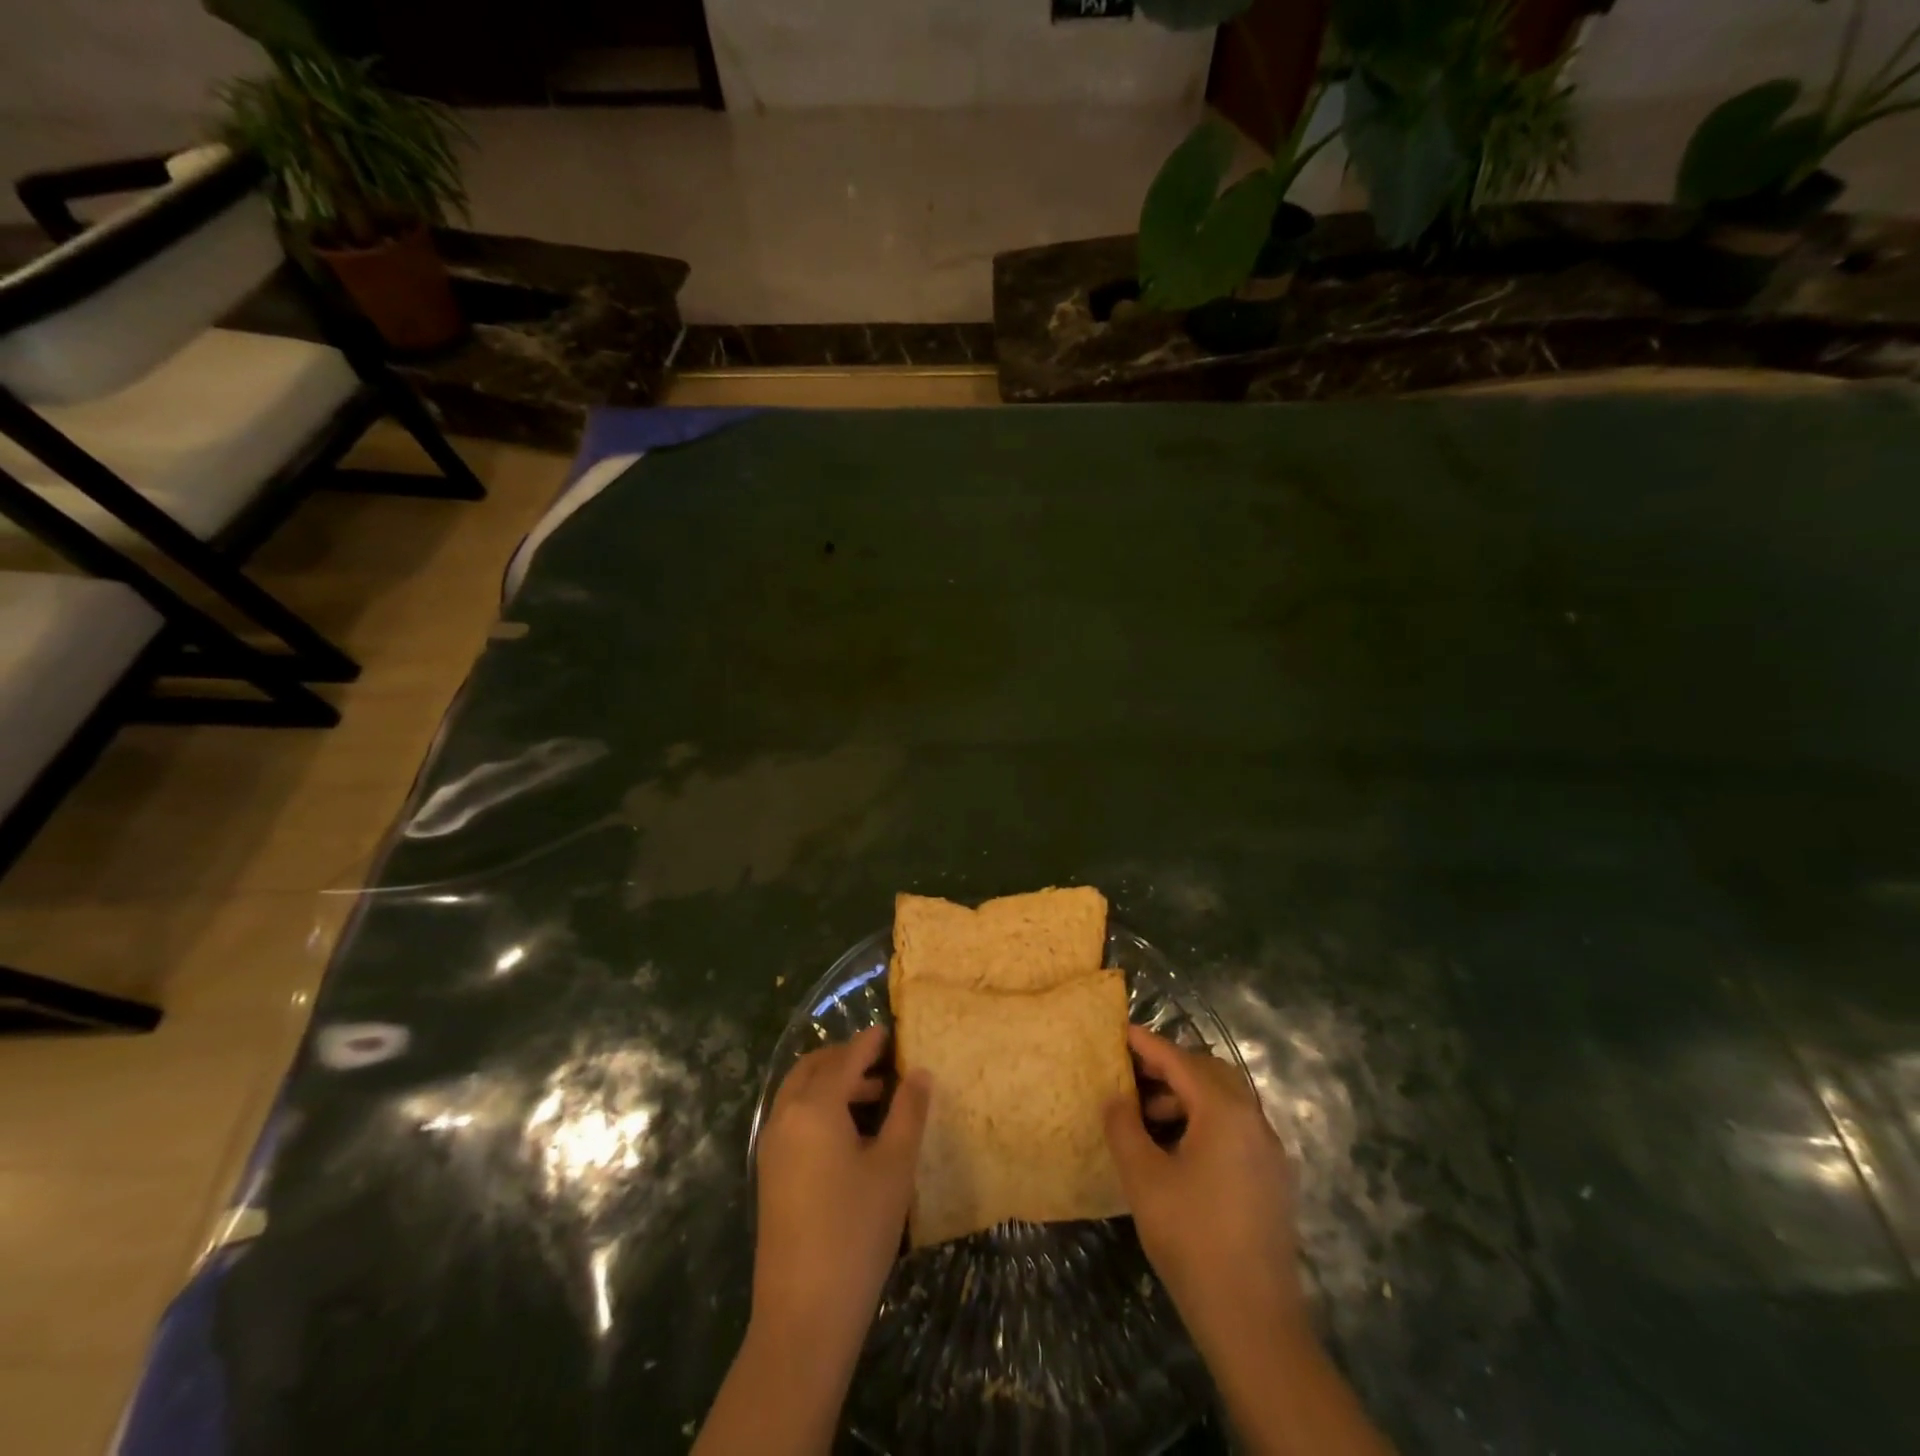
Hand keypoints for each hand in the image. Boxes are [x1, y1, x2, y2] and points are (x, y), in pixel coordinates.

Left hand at [752, 1025, 930, 1359]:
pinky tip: (848, 1133)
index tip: (889, 1031)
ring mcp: (772, 1146)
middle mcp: (785, 1116)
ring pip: (799, 1093)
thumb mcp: (894, 1166)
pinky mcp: (770, 1174)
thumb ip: (908, 1111)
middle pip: (813, 1068)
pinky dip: (818, 1107)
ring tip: (874, 1097)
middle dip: (845, 1058)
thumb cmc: (857, 1230)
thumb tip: (919, 1072)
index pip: (845, 1059)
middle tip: (881, 1062)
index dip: (869, 1042)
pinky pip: (793, 1118)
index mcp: (814, 1106)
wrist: (804, 1315)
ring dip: (832, 1083)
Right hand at [1104, 1025, 1305, 1359]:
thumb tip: (1116, 1098)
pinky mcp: (1272, 1178)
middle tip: (1130, 1075)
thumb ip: (1124, 1127)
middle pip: (1208, 1072)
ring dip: (1186, 1096)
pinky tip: (1177, 1148)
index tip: (1118, 1030)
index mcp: (1225, 1111)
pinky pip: (1236, 1127)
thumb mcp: (1144, 1178)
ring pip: (1225, 1100)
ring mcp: (1268, 1150)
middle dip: (1168, 1067)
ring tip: (1146, 1117)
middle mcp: (1254, 1120)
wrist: (1254, 1321)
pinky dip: (1205, 1120)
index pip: (1179, 1061)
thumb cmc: (1192, 1239)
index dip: (1146, 1044)